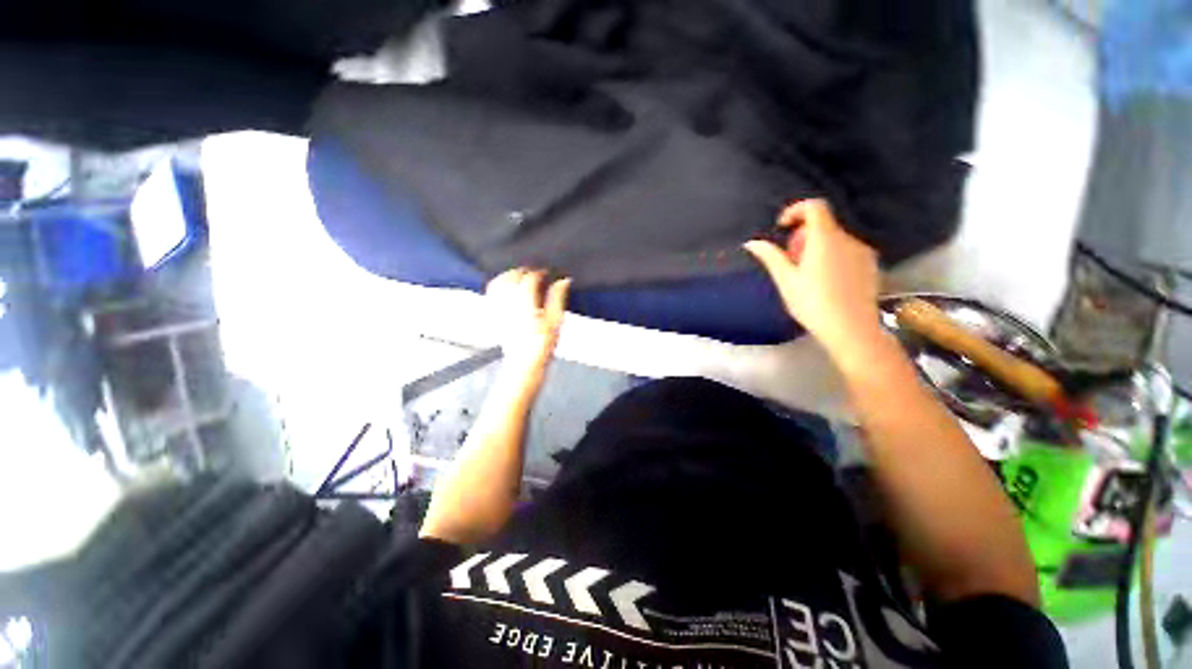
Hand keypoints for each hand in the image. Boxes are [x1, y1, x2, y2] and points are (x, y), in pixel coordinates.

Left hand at [485, 268, 571, 383]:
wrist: (524, 363)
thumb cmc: (542, 344)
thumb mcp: (556, 321)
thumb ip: (557, 298)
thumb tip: (563, 280)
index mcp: (525, 300)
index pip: (530, 278)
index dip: (539, 272)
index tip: (547, 272)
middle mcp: (509, 300)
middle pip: (512, 276)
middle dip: (524, 271)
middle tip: (536, 273)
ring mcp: (499, 307)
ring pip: (500, 282)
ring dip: (510, 275)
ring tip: (521, 276)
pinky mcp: (494, 314)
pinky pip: (492, 293)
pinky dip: (499, 285)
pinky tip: (506, 287)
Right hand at [744, 199, 882, 361]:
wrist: (851, 329)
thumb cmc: (813, 304)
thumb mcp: (786, 281)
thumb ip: (771, 257)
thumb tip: (751, 243)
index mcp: (824, 239)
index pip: (815, 206)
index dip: (796, 210)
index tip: (782, 227)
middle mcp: (847, 239)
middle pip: (823, 225)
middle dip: (802, 237)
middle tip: (791, 262)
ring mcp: (862, 252)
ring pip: (835, 240)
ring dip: (817, 248)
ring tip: (807, 276)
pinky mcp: (871, 265)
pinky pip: (847, 252)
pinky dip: (832, 257)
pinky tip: (826, 283)